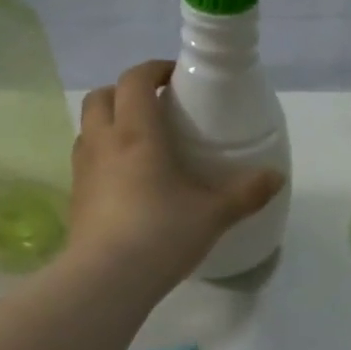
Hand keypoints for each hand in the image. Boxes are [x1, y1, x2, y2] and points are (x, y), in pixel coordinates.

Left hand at [69, 61, 284, 285]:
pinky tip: (126, 180)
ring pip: (88, 127)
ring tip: (140, 141)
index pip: (135, 80)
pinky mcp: (75, 197)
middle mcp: (103, 142)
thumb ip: (246, 193)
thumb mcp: (214, 214)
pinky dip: (103, 154)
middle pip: (102, 96)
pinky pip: (86, 159)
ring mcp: (82, 170)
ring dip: (110, 122)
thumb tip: (276, 177)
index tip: (176, 77)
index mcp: (136, 133)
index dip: (154, 69)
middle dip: (126, 91)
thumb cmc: (161, 234)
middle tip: (155, 106)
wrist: (106, 280)